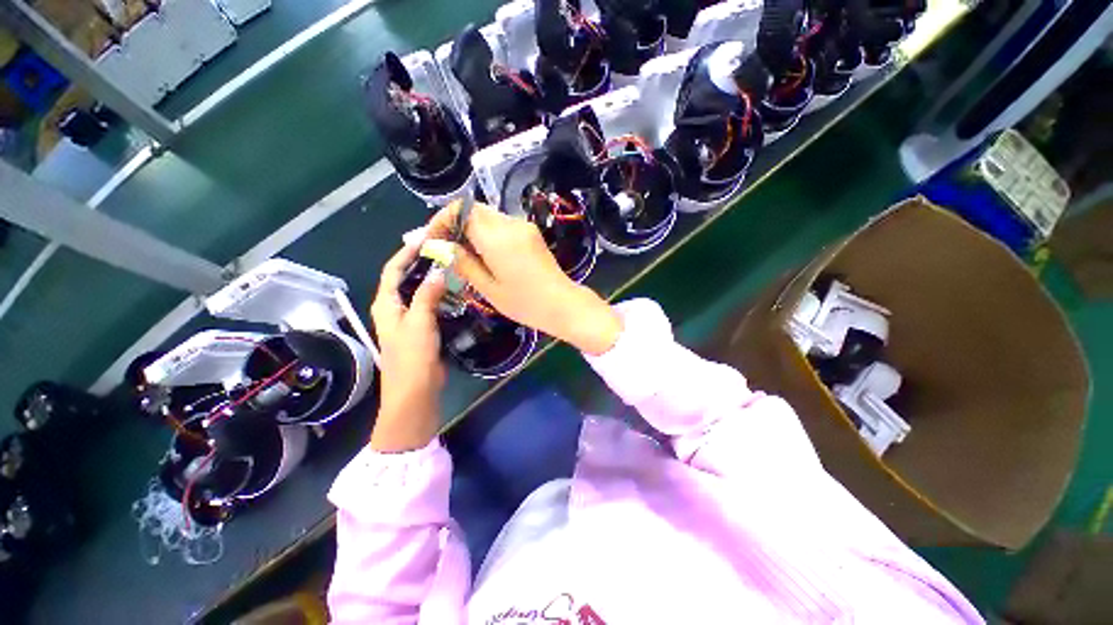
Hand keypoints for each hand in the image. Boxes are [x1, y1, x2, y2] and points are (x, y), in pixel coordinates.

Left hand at [368, 244, 447, 451]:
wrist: (416, 391)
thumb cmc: (412, 357)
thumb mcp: (419, 323)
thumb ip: (427, 295)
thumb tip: (439, 271)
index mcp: (386, 304)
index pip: (393, 270)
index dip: (407, 252)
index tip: (426, 238)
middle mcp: (394, 308)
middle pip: (405, 278)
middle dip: (421, 262)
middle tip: (444, 250)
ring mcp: (409, 319)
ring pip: (419, 291)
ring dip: (432, 278)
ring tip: (452, 265)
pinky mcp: (423, 329)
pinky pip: (430, 304)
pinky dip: (440, 294)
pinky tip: (456, 290)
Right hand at [428, 201, 621, 355]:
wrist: (562, 304)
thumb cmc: (525, 303)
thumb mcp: (488, 288)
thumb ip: (462, 263)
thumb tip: (439, 246)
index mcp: (497, 237)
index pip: (461, 209)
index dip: (441, 219)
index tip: (432, 240)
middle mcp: (511, 224)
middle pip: (474, 209)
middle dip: (454, 223)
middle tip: (444, 248)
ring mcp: (524, 227)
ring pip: (488, 216)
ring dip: (470, 229)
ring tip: (462, 254)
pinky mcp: (531, 233)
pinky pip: (502, 225)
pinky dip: (487, 233)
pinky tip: (484, 254)